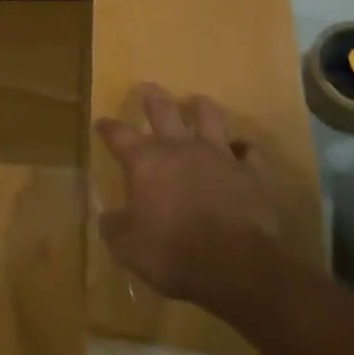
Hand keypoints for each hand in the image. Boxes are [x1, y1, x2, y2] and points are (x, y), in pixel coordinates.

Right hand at [96, 83, 287, 318]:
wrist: (235, 265)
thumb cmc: (174, 255)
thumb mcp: (129, 250)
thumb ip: (116, 229)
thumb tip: (108, 218)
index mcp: (146, 163)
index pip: (120, 136)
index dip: (109, 128)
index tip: (102, 121)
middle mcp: (181, 149)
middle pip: (164, 111)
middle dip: (153, 99)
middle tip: (148, 89)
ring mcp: (219, 155)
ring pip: (209, 117)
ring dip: (201, 107)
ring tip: (197, 102)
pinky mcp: (250, 171)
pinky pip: (249, 151)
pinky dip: (244, 149)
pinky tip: (242, 150)